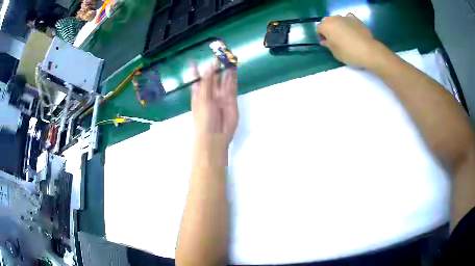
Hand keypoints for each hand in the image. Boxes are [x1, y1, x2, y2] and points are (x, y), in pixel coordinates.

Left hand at [191, 59, 238, 154]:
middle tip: (218, 53)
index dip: (195, 70)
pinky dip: (232, 78)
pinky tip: (233, 69)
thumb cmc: (204, 118)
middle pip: (212, 76)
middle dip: (215, 66)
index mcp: (199, 93)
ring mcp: (221, 95)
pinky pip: (232, 86)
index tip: (193, 59)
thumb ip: (207, 82)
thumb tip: (209, 65)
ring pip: (223, 80)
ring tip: (228, 58)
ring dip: (225, 70)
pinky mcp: (231, 99)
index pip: (196, 78)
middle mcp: (209, 92)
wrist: (215, 136)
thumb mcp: (203, 98)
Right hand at [317, 13, 381, 68]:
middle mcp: (333, 19)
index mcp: (325, 26)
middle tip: (334, 39)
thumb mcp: (335, 52)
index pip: (319, 30)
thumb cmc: (349, 53)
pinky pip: (348, 18)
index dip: (321, 37)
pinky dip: (348, 21)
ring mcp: (345, 17)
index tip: (326, 44)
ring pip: (337, 19)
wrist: (368, 51)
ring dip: (338, 25)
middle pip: (327, 22)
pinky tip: (351, 28)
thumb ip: (328, 45)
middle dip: (328, 29)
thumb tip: (325, 41)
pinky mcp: (355, 19)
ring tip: (344, 34)